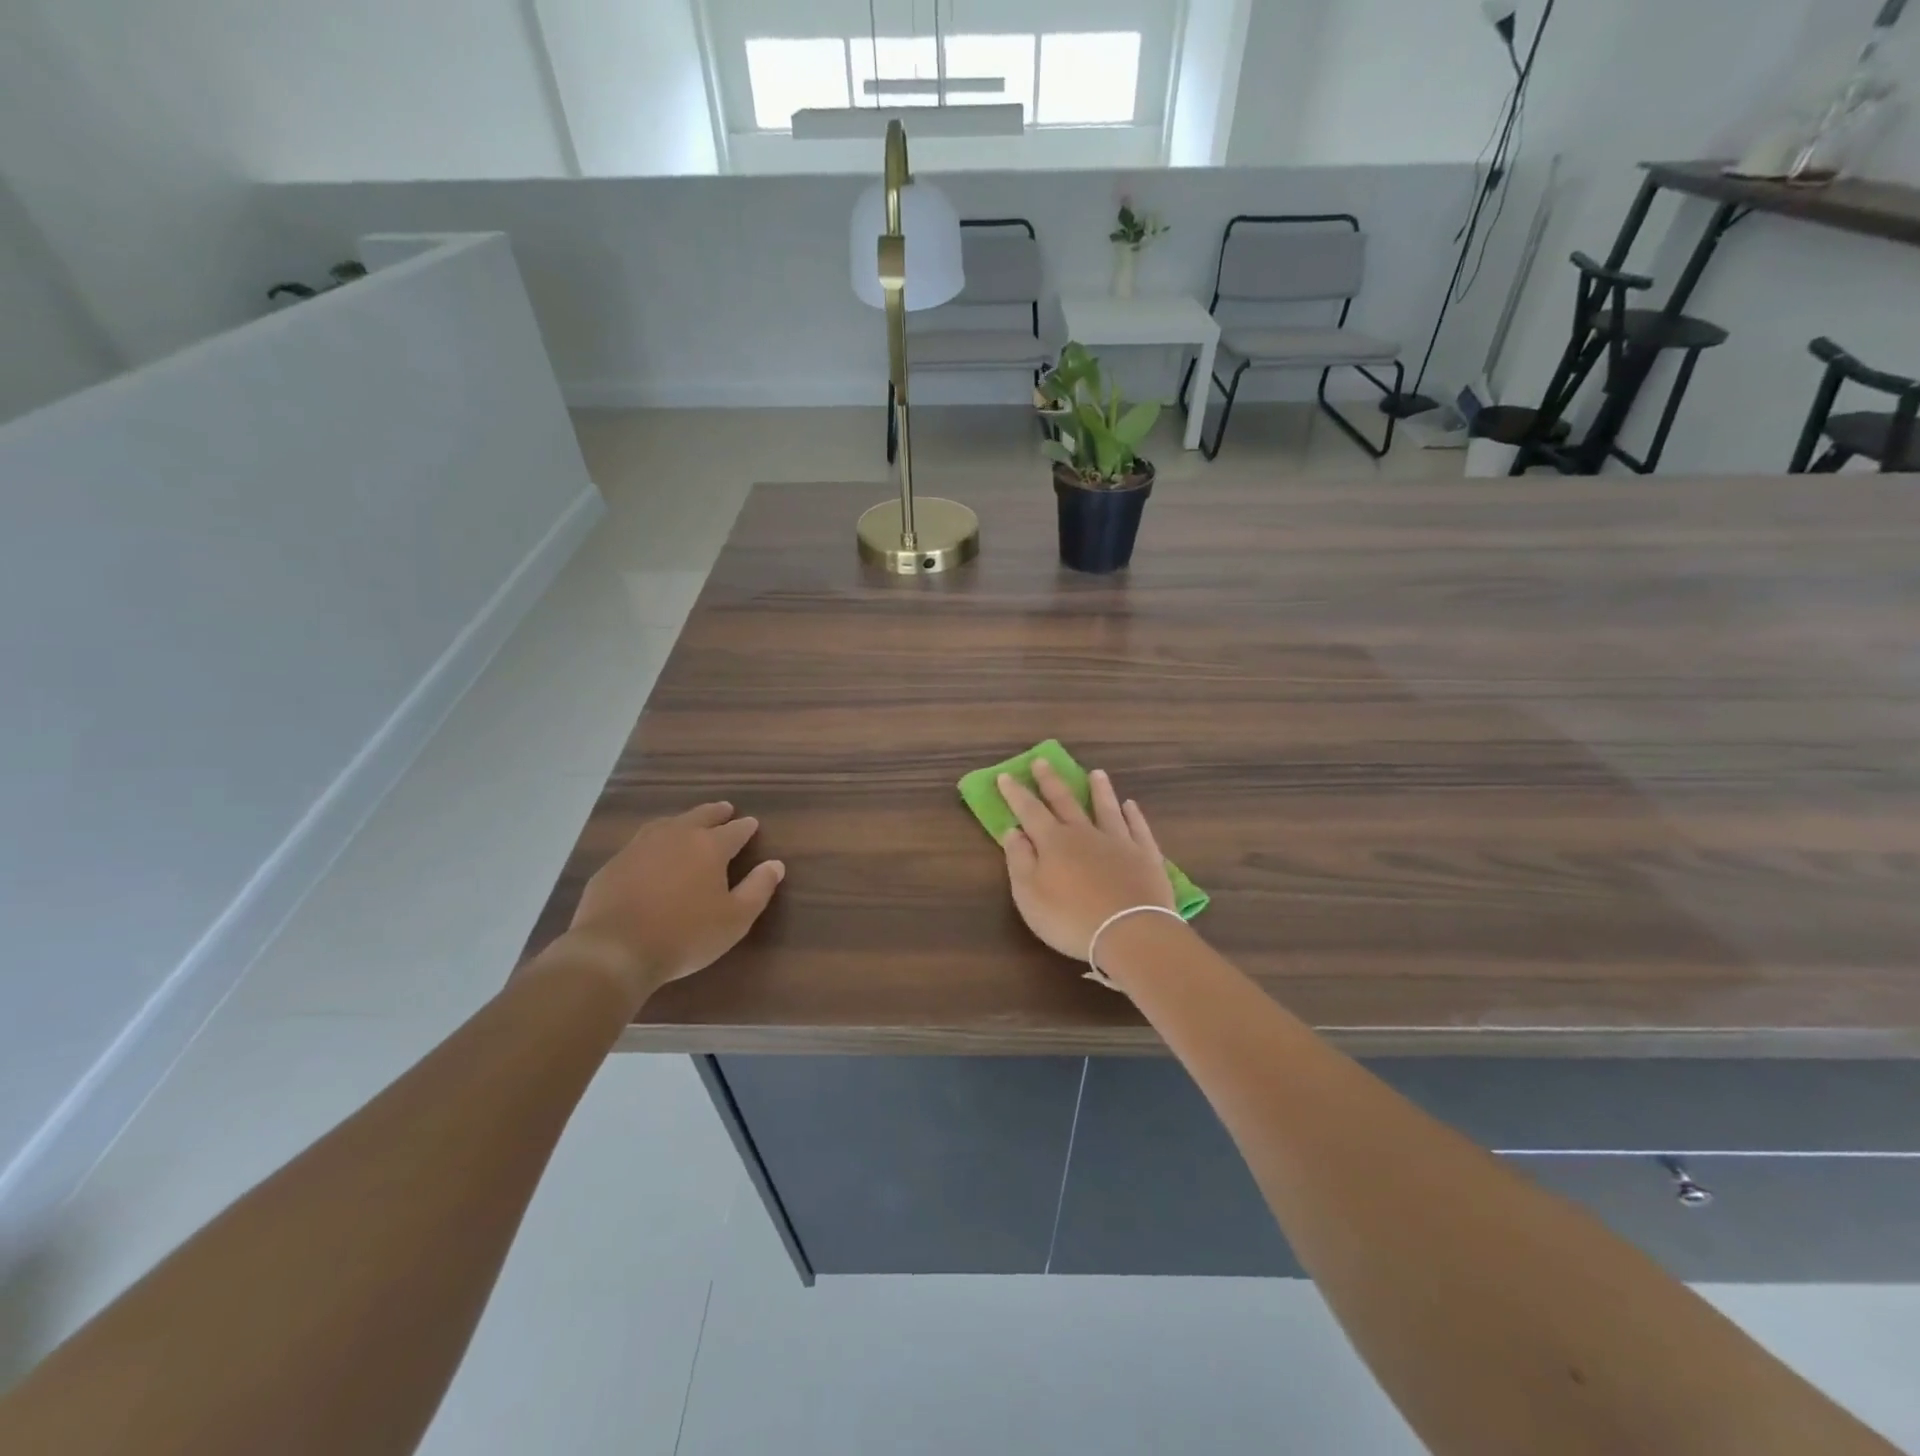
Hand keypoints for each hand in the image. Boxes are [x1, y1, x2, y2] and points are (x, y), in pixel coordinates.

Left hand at [558, 802, 783, 1006]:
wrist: (615, 949)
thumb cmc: (685, 935)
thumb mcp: (735, 919)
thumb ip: (758, 889)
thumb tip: (775, 864)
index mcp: (710, 846)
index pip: (735, 830)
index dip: (746, 827)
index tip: (752, 824)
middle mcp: (677, 836)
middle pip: (701, 816)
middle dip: (717, 813)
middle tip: (725, 810)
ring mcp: (641, 846)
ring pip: (668, 823)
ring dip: (684, 821)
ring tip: (689, 824)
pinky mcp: (615, 862)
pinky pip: (641, 842)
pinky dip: (655, 840)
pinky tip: (653, 851)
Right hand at [999, 760, 1174, 960]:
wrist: (1131, 933)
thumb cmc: (1071, 918)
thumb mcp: (1029, 895)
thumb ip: (1019, 860)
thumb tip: (1013, 831)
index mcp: (1053, 842)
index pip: (1029, 810)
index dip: (1015, 793)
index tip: (1005, 775)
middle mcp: (1085, 833)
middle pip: (1065, 801)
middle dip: (1050, 781)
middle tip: (1042, 760)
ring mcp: (1119, 842)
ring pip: (1106, 808)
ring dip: (1099, 790)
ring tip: (1096, 773)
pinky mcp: (1146, 856)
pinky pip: (1138, 828)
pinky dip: (1134, 815)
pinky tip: (1131, 806)